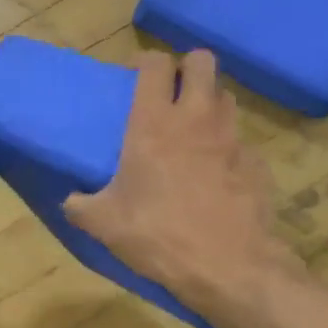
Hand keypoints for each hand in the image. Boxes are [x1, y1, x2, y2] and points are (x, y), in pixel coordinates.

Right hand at [63, 50, 295, 315]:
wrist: (229, 267)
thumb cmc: (159, 235)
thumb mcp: (104, 224)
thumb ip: (81, 206)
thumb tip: (70, 201)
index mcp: (153, 123)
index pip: (156, 64)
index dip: (145, 61)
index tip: (134, 75)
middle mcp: (196, 118)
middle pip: (202, 61)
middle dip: (187, 68)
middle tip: (170, 93)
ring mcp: (232, 138)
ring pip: (225, 96)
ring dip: (208, 102)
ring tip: (192, 129)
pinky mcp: (257, 163)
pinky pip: (240, 140)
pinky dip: (227, 146)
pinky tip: (215, 173)